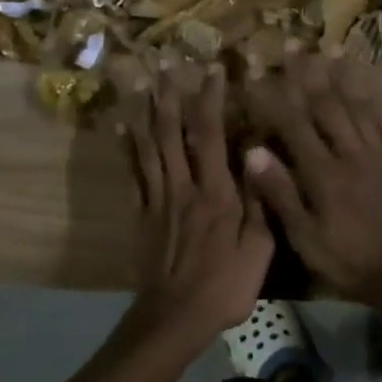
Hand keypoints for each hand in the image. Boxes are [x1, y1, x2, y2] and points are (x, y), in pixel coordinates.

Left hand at [124, 64, 273, 345]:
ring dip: (146, 112)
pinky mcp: (141, 215)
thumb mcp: (259, 250)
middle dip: (170, 96)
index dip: (210, 100)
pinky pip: (133, 174)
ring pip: (148, 147)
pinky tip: (122, 127)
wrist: (175, 317)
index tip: (212, 71)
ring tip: (143, 82)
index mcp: (216, 194)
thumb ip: (260, 202)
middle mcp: (183, 188)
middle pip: (172, 133)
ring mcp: (158, 200)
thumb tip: (259, 156)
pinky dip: (126, 148)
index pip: (210, 136)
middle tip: (168, 64)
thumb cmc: (225, 285)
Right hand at [241, 54, 381, 307]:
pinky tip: (362, 82)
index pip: (292, 124)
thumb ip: (281, 195)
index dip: (273, 96)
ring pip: (355, 104)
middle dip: (305, 73)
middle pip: (325, 104)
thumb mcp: (307, 239)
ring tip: (325, 49)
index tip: (257, 72)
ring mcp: (380, 151)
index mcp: (323, 174)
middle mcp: (350, 152)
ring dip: (338, 75)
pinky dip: (370, 96)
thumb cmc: (352, 261)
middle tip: (291, 44)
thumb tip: (252, 152)